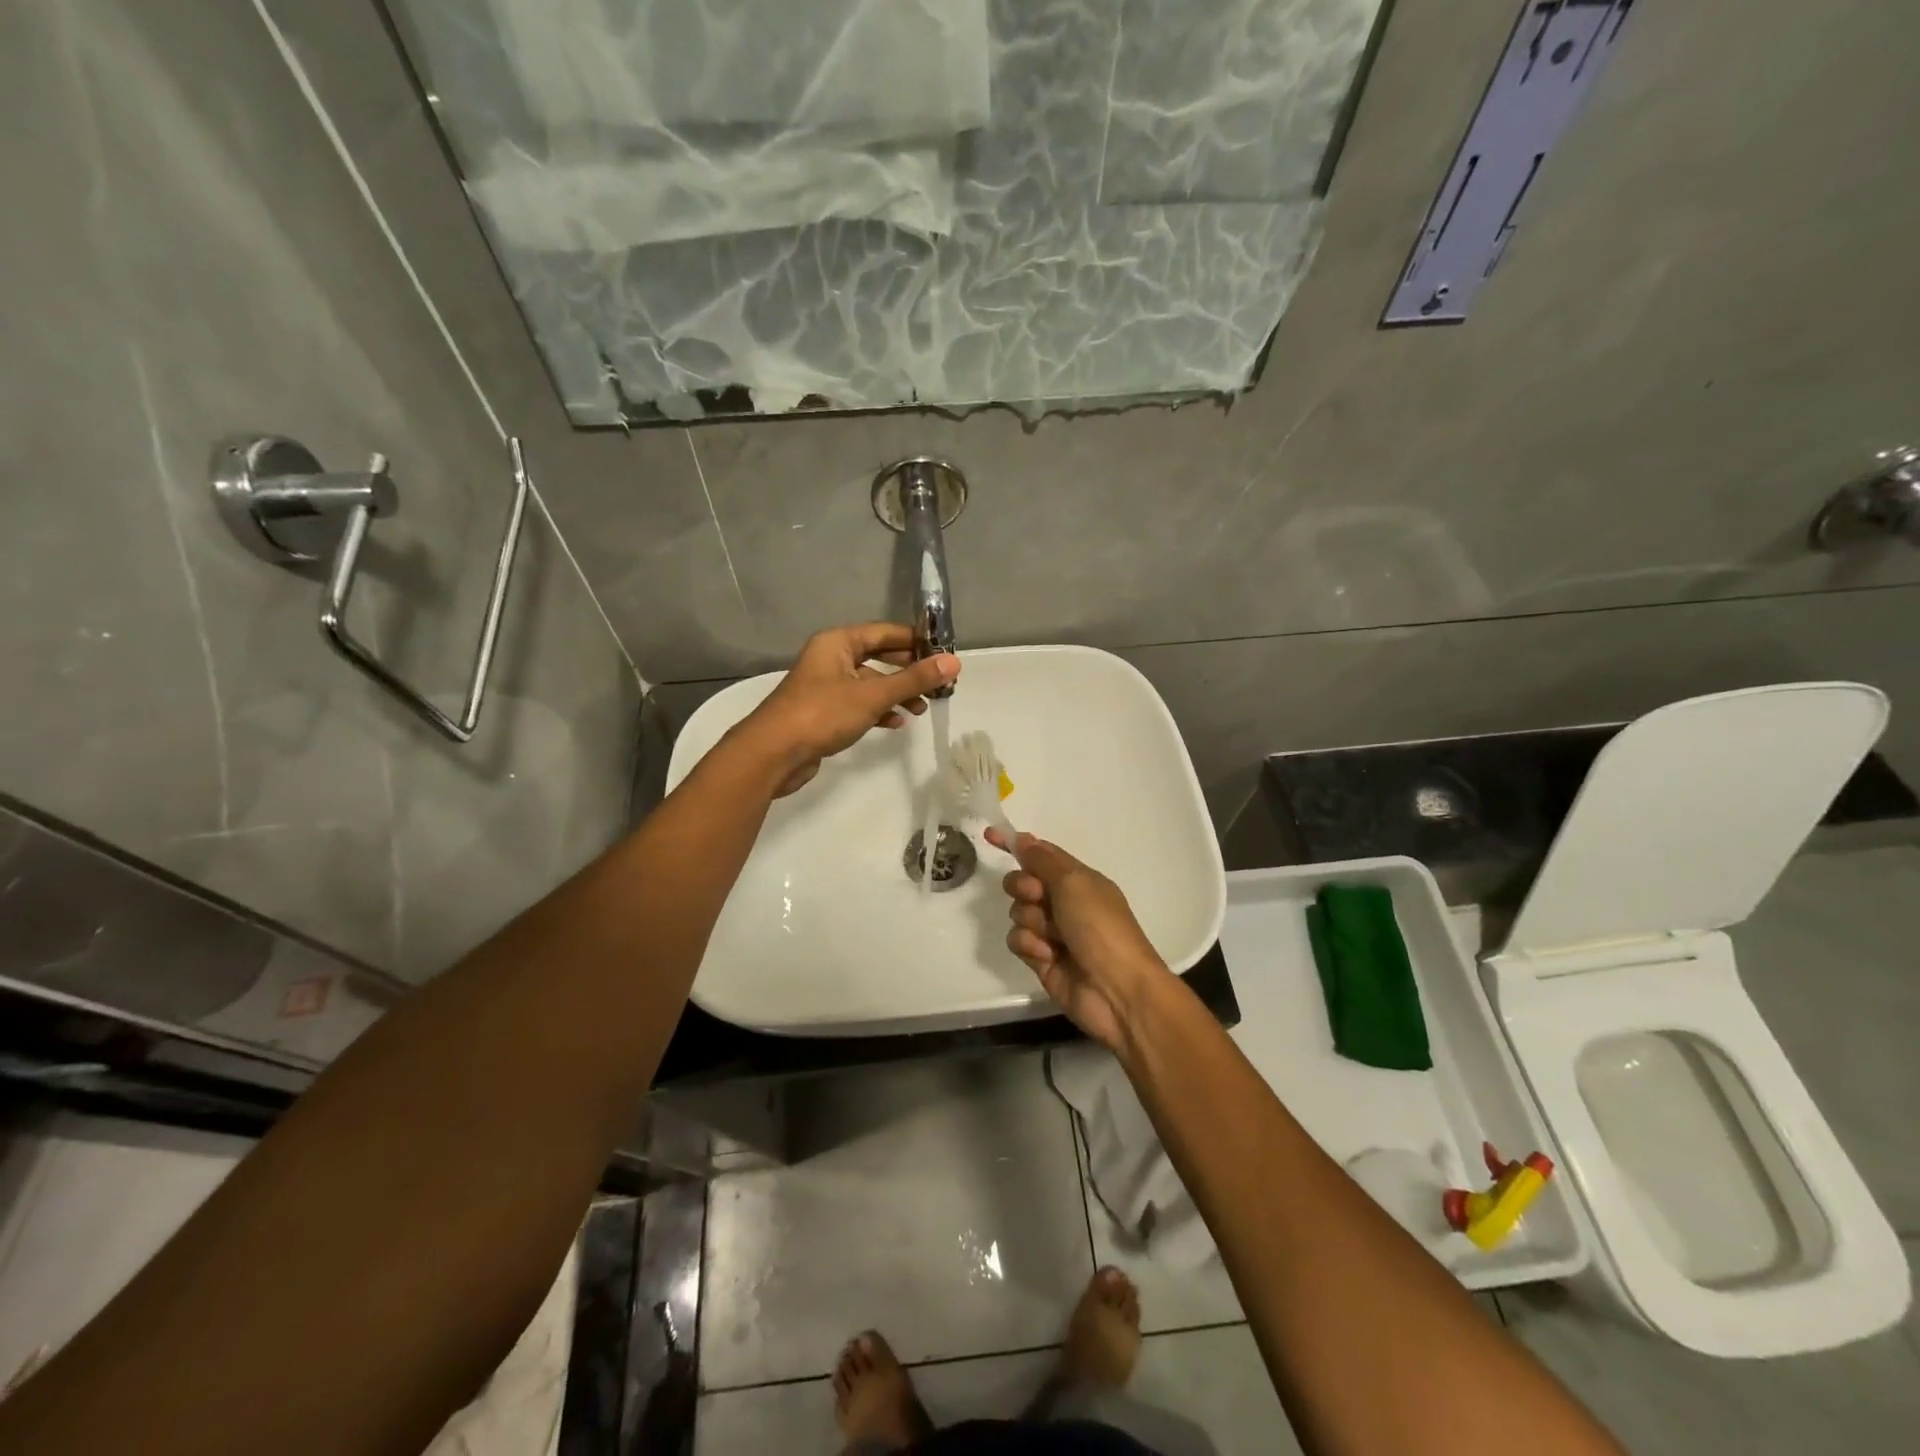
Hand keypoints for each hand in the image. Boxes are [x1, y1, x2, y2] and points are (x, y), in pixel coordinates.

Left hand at [737, 623, 958, 796]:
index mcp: (838, 642)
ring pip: (870, 683)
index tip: (944, 654)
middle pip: (878, 657)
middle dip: (908, 670)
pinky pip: (859, 704)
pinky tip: (896, 722)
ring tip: (921, 708)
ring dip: (896, 693)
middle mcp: (831, 658)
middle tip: (937, 683)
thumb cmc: (823, 714)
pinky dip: (878, 710)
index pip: (885, 632)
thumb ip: (914, 679)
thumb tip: (954, 662)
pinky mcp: (824, 712)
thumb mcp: (873, 695)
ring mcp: (826, 686)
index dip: (916, 641)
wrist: (774, 753)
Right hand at [987, 830, 1168, 1051]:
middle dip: (1023, 887)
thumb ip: (1043, 859)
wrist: (1116, 990)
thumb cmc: (1100, 927)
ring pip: (1018, 912)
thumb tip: (1023, 838)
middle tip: (1037, 897)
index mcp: (1078, 879)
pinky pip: (1018, 940)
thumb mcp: (1074, 883)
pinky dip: (1029, 945)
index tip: (989, 836)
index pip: (1041, 854)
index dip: (1016, 845)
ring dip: (1030, 920)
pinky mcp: (1041, 959)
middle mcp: (1064, 902)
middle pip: (1023, 882)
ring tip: (1051, 937)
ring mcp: (1052, 932)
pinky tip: (1046, 955)